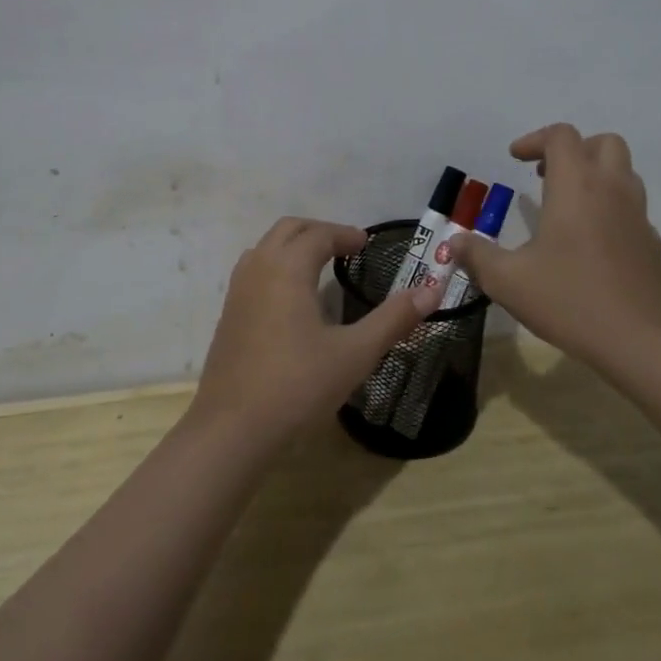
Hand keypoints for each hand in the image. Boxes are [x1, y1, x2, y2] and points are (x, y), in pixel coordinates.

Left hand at [189, 217, 438, 452]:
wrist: (232, 429)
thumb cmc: (298, 386)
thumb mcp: (354, 354)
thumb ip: (393, 319)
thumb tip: (432, 290)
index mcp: (287, 268)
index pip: (318, 234)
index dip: (345, 235)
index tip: (367, 245)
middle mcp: (258, 269)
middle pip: (288, 230)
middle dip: (319, 232)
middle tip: (347, 248)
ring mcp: (237, 292)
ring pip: (265, 248)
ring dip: (294, 246)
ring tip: (320, 266)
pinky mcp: (228, 315)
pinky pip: (254, 271)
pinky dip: (276, 267)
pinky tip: (292, 300)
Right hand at [452, 124, 660, 369]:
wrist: (639, 341)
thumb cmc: (569, 300)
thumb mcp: (507, 280)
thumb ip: (476, 255)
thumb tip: (455, 242)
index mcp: (576, 186)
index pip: (561, 136)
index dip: (534, 140)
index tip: (514, 159)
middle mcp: (611, 190)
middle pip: (603, 143)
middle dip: (573, 150)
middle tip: (545, 175)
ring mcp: (637, 215)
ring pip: (623, 172)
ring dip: (595, 175)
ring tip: (566, 205)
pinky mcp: (651, 242)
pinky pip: (631, 208)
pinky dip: (610, 208)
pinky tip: (590, 241)